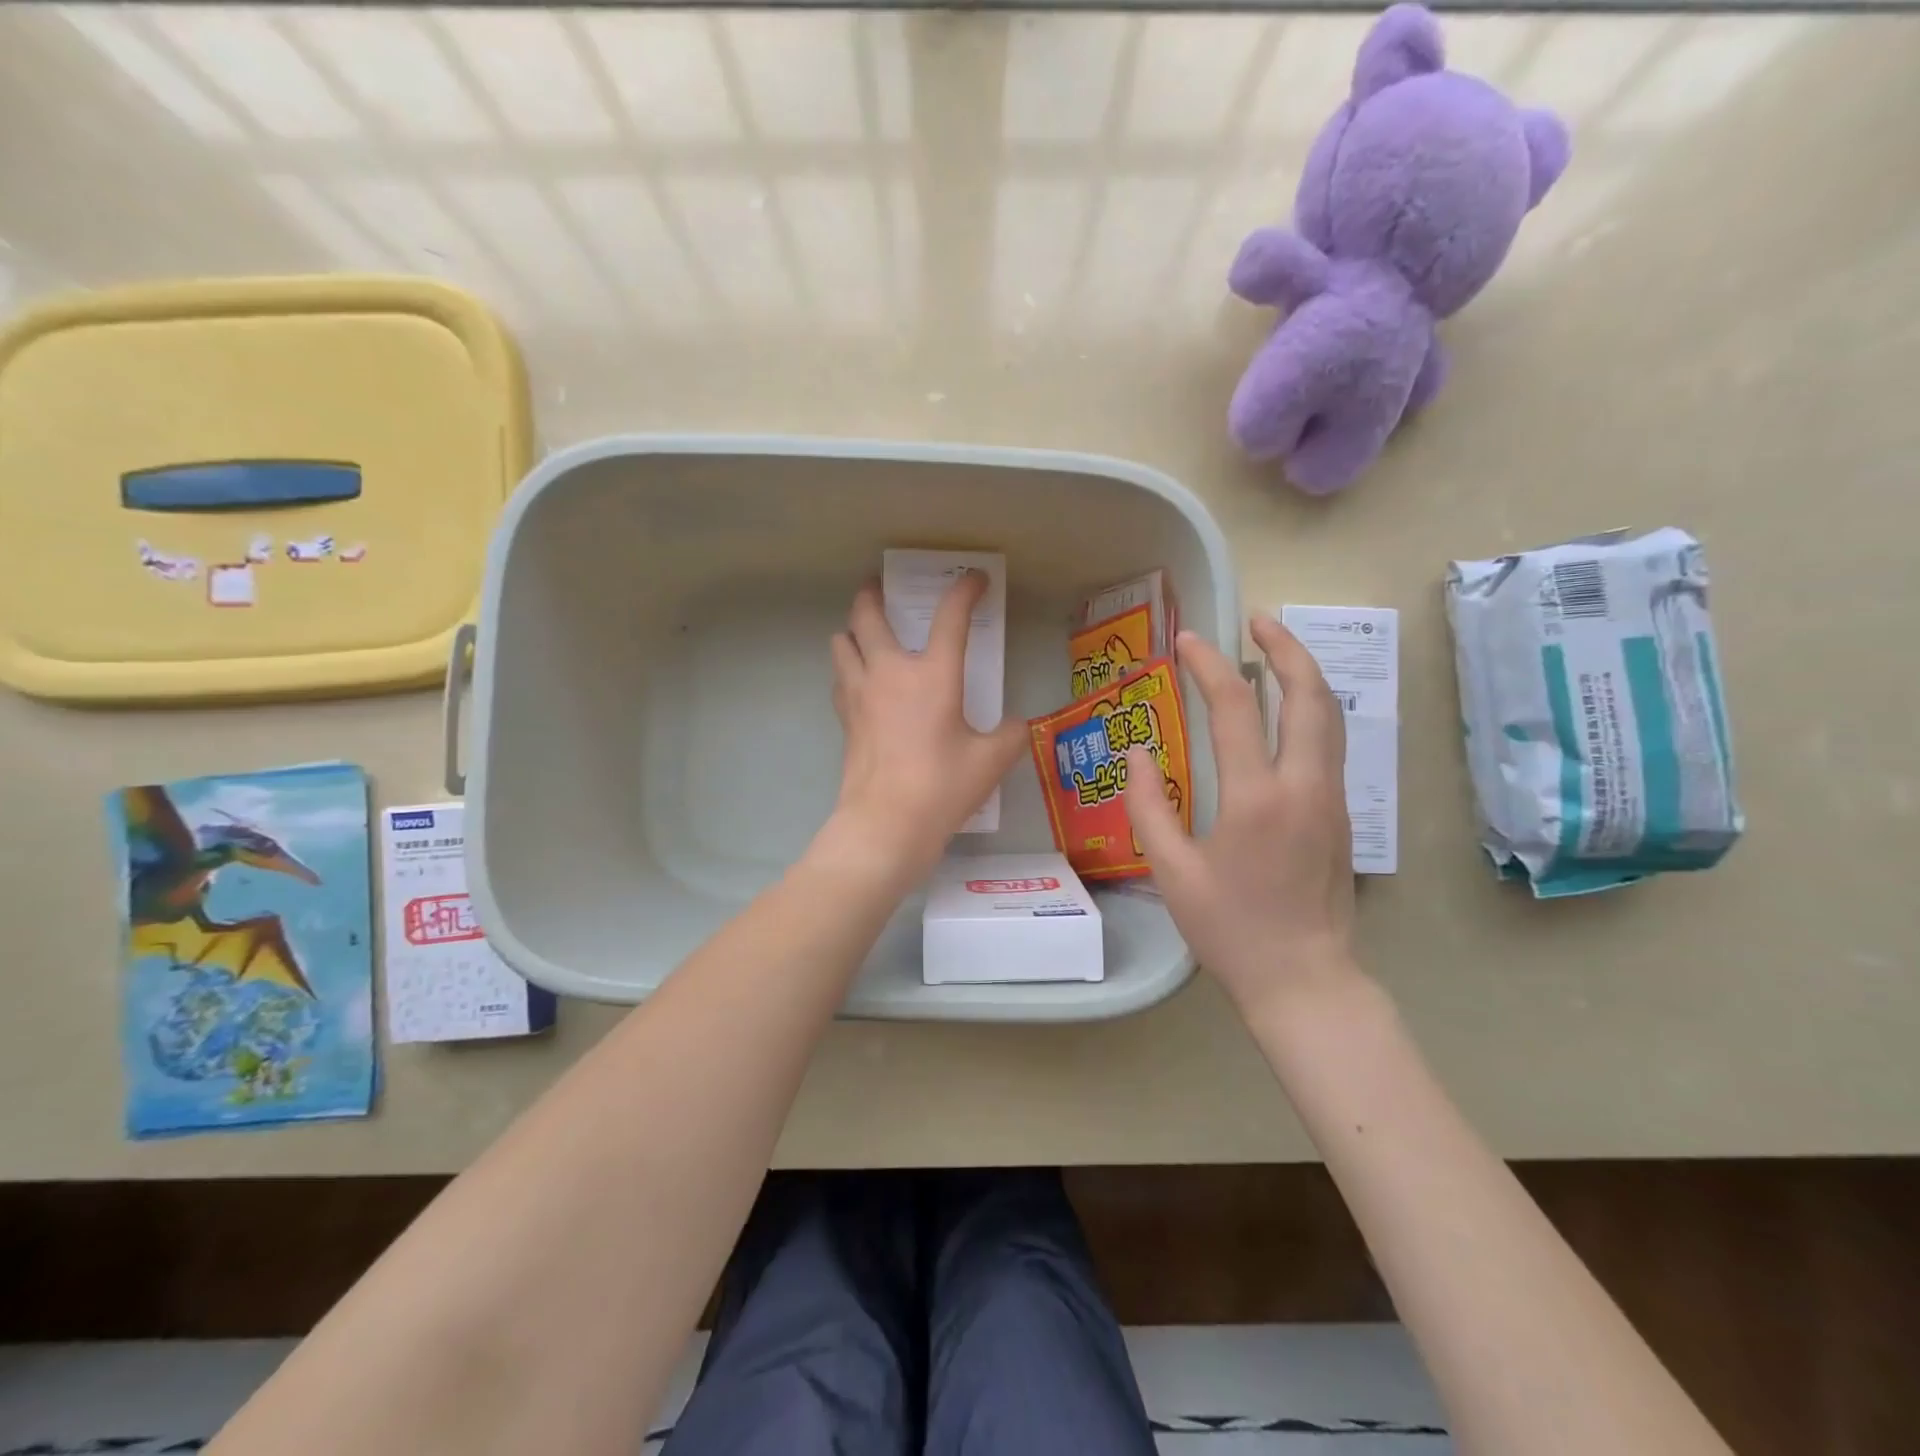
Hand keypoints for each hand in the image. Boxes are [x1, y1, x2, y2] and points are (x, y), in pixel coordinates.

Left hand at [824, 573, 1025, 877]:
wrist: (886, 823)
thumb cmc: (942, 786)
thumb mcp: (992, 761)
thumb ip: (1011, 735)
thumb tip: (1017, 725)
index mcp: (932, 674)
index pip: (950, 617)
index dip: (965, 591)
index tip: (975, 580)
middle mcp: (889, 672)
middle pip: (867, 615)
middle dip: (873, 595)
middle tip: (880, 589)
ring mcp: (859, 693)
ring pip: (841, 642)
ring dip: (852, 631)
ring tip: (866, 636)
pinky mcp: (844, 718)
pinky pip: (839, 677)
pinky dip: (848, 668)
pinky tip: (861, 682)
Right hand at [1125, 618, 1359, 1017]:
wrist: (1304, 979)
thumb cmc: (1230, 929)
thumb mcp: (1172, 871)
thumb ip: (1149, 807)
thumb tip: (1138, 755)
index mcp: (1257, 798)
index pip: (1237, 709)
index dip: (1209, 666)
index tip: (1187, 640)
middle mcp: (1305, 787)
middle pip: (1309, 696)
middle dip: (1285, 648)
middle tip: (1256, 621)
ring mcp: (1331, 799)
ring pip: (1330, 717)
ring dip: (1304, 674)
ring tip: (1275, 649)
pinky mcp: (1341, 815)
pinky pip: (1330, 744)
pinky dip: (1310, 708)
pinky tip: (1286, 709)